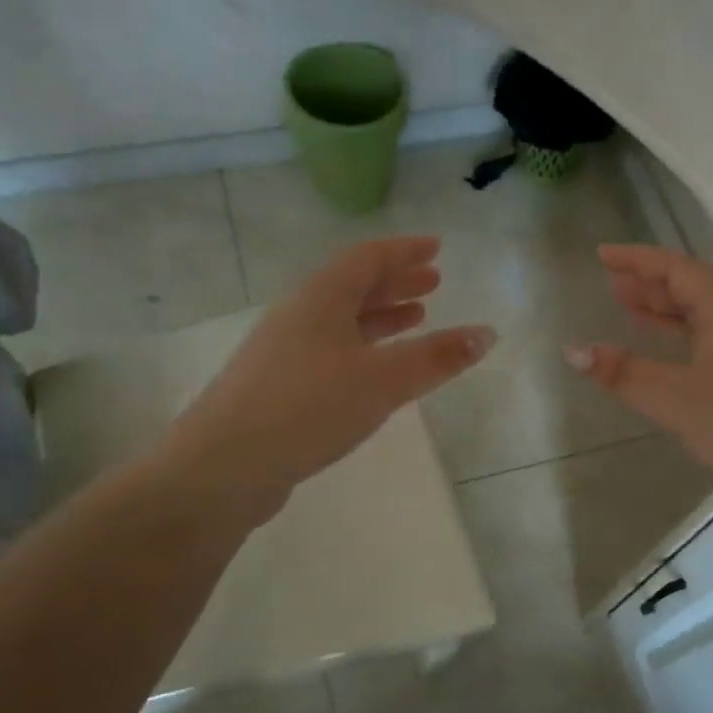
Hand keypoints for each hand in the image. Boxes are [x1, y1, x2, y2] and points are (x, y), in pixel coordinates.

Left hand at [175, 237, 494, 512]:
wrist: (225, 464)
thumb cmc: (310, 407)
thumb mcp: (383, 380)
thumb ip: (436, 358)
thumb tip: (487, 333)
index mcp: (322, 298)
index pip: (368, 258)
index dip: (404, 251)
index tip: (436, 248)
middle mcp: (299, 315)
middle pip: (353, 286)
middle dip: (395, 283)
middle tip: (432, 284)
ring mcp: (283, 351)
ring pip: (340, 321)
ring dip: (379, 317)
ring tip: (414, 320)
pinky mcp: (277, 385)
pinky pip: (329, 351)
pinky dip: (360, 349)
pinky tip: (373, 371)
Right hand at [565, 244, 712, 511]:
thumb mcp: (675, 400)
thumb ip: (623, 374)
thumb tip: (572, 349)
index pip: (679, 270)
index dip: (639, 259)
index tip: (602, 255)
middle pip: (694, 292)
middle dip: (651, 285)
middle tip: (612, 286)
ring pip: (705, 323)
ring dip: (667, 315)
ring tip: (631, 315)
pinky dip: (682, 346)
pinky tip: (670, 366)